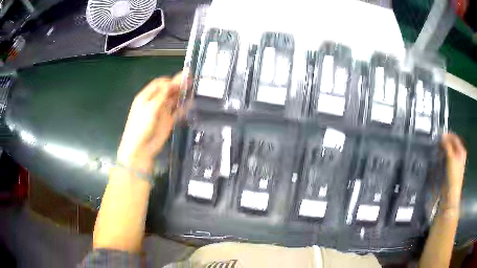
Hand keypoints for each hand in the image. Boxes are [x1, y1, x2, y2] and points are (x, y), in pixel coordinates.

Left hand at [117, 73, 185, 173]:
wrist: (140, 149)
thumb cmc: (141, 126)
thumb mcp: (150, 108)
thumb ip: (163, 95)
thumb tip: (173, 82)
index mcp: (147, 96)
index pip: (160, 83)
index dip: (170, 80)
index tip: (182, 78)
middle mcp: (155, 102)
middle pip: (168, 90)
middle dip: (178, 85)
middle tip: (191, 80)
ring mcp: (162, 111)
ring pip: (173, 100)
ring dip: (182, 94)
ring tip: (193, 88)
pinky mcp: (168, 121)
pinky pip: (177, 111)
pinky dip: (184, 107)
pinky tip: (191, 102)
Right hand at [440, 133, 466, 206]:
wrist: (450, 194)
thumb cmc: (453, 176)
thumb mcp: (450, 157)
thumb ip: (447, 145)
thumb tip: (442, 137)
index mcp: (462, 150)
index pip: (454, 138)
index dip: (448, 135)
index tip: (440, 135)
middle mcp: (460, 155)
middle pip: (452, 145)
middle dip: (445, 143)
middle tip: (438, 142)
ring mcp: (456, 163)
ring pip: (449, 152)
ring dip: (444, 150)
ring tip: (438, 150)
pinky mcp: (451, 170)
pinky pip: (447, 159)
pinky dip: (443, 157)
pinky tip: (440, 159)